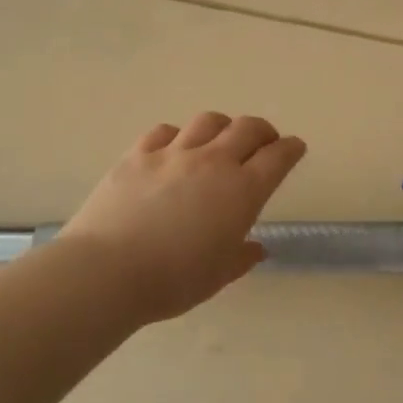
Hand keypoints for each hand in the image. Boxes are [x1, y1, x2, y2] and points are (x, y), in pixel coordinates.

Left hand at [58, 114, 306, 325]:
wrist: (107, 272)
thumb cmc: (173, 280)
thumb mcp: (219, 275)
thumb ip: (241, 257)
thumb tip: (256, 248)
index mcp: (243, 191)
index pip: (278, 157)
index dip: (291, 149)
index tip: (295, 148)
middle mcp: (213, 163)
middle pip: (248, 128)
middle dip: (263, 131)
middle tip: (264, 142)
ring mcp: (173, 154)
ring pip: (208, 121)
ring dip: (223, 127)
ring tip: (221, 140)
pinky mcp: (137, 155)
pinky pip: (164, 131)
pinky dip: (178, 135)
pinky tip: (174, 149)